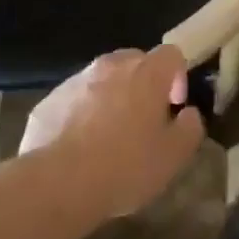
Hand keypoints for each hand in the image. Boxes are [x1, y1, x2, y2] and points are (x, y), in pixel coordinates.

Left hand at [21, 46, 204, 218]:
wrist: (57, 184)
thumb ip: (191, 127)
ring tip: (107, 138)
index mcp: (147, 73)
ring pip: (101, 80)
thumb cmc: (125, 166)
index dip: (178, 78)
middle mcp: (111, 66)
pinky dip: (80, 115)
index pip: (171, 54)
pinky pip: (73, 101)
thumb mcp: (174, 156)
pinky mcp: (48, 101)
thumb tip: (188, 114)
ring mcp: (75, 81)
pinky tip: (78, 149)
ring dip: (110, 99)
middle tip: (143, 121)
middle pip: (134, 62)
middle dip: (142, 84)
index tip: (174, 107)